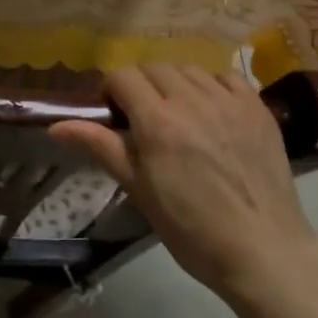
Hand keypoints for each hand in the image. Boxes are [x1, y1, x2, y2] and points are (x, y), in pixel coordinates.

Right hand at [51, 64, 317, 293]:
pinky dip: (211, 85)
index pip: (123, 77)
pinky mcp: (258, 108)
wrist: (261, 249)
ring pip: (190, 68)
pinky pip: (227, 77)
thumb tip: (56, 126)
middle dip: (141, 85)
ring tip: (177, 113)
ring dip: (174, 83)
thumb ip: (101, 147)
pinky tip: (211, 109)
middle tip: (142, 117)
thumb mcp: (139, 190)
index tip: (113, 113)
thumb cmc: (191, 229)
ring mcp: (229, 101)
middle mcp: (193, 100)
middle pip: (155, 67)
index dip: (111, 90)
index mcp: (158, 121)